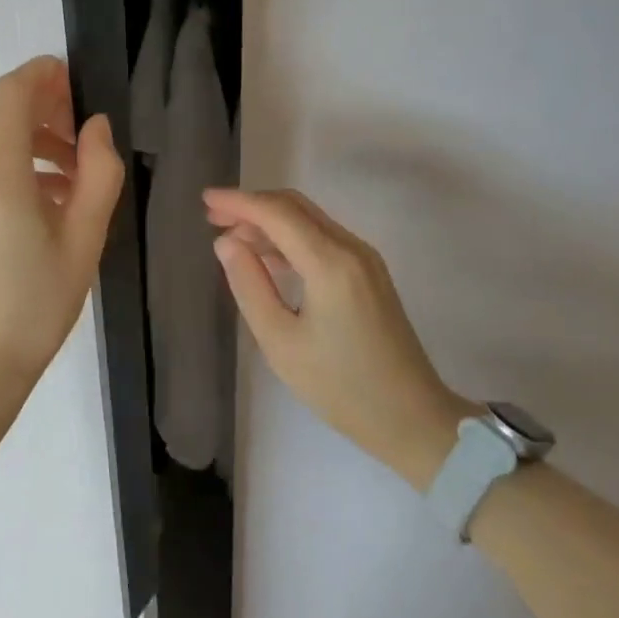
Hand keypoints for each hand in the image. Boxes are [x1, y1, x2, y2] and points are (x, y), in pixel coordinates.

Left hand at [0, 57, 123, 404]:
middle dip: (46, 104)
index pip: (12, 93)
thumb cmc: (38, 302)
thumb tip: (96, 127)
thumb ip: (99, 172)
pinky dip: (21, 160)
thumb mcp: (85, 237)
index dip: (46, 75)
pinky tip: (56, 196)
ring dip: (36, 134)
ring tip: (80, 169)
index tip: (82, 85)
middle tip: (88, 131)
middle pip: (2, 110)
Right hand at [204, 187, 480, 488]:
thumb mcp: (281, 342)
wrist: (413, 418)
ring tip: (231, 237)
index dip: (239, 201)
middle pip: (295, 207)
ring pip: (309, 220)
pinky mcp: (370, 273)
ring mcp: (365, 259)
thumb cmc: (341, 388)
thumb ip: (249, 285)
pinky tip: (267, 257)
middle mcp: (351, 248)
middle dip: (252, 205)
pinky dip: (290, 238)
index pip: (277, 214)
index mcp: (330, 263)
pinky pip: (323, 238)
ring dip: (270, 222)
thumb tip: (226, 242)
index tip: (205, 198)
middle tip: (213, 216)